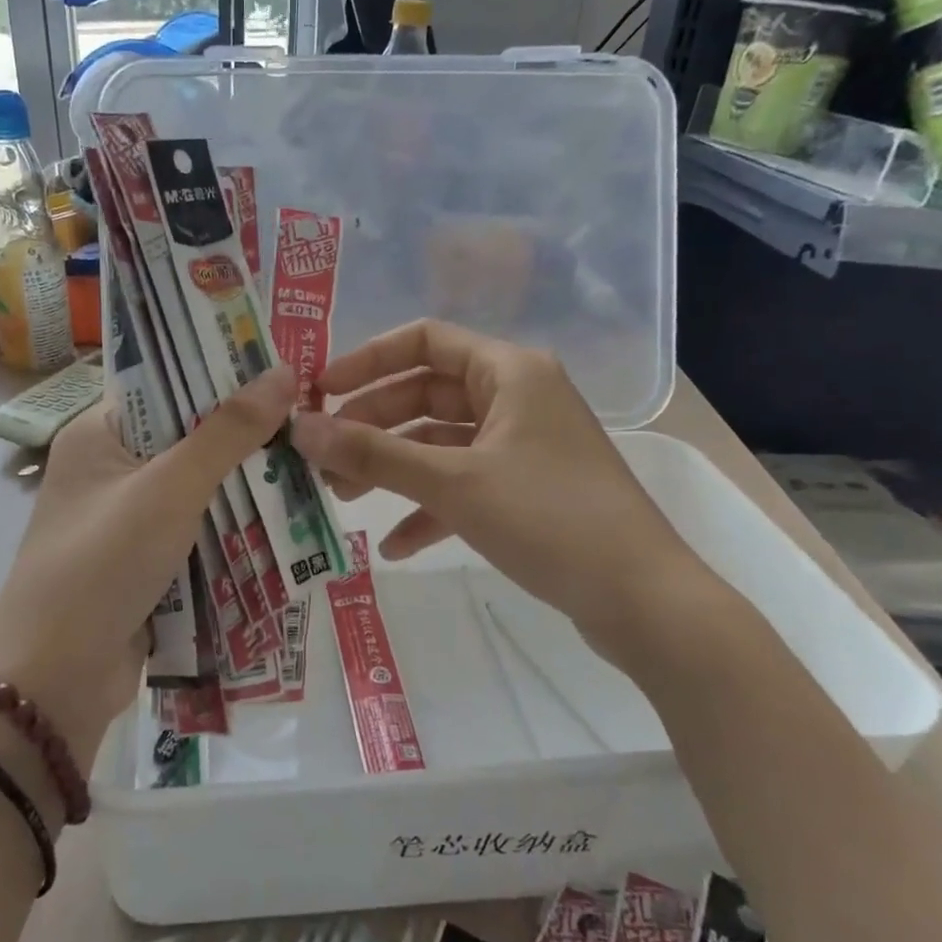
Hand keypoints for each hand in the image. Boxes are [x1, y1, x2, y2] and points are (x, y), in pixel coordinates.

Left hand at [0, 366, 296, 766]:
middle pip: (190, 436)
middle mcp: (112, 468)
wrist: (55, 683)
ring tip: (313, 463)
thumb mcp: (169, 489)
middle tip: (312, 417)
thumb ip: (227, 432)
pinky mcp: (147, 562)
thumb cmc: (102, 564)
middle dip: (246, 434)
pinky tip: (286, 517)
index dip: (222, 371)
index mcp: (99, 434)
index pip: (166, 382)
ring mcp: (129, 519)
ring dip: (246, 484)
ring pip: (200, 487)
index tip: (283, 365)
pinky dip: (234, 527)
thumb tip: (285, 372)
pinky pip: (199, 531)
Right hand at [290, 320, 697, 660]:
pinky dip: (428, 507)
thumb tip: (299, 428)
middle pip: (425, 394)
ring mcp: (522, 446)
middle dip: (371, 425)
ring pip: (440, 443)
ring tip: (341, 498)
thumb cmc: (548, 518)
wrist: (642, 601)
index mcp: (509, 372)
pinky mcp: (526, 490)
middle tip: (322, 457)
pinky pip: (463, 484)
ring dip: (392, 467)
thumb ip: (372, 453)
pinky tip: (394, 544)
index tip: (319, 392)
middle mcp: (516, 398)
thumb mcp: (452, 482)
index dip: (366, 360)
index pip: (424, 340)